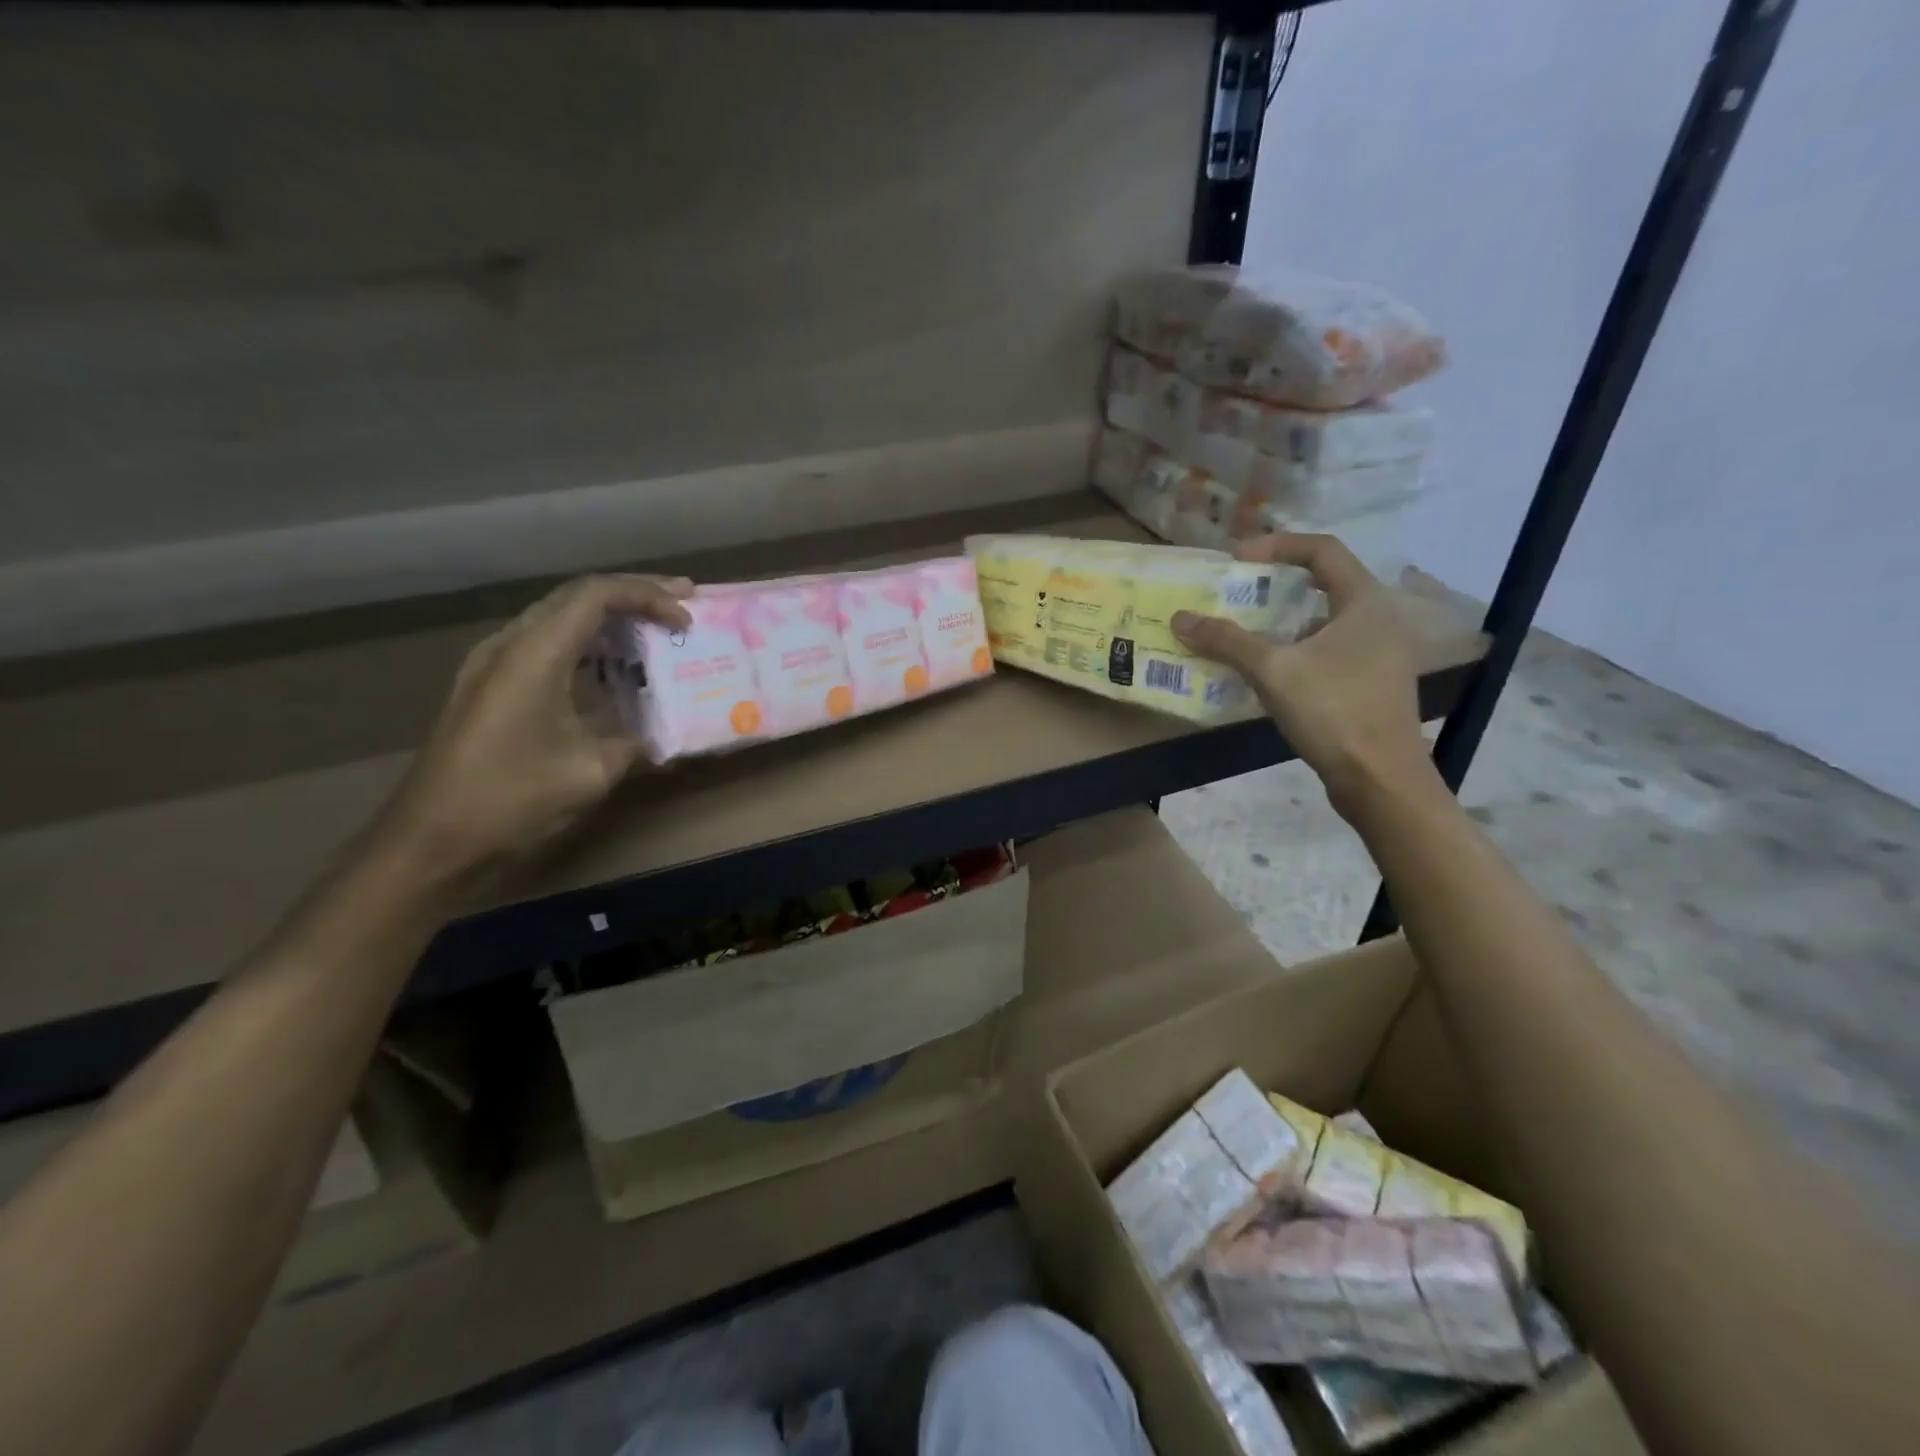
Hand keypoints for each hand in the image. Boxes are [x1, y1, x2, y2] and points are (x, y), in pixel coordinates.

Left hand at [379, 574, 692, 894]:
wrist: (431, 842)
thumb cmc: (512, 800)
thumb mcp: (592, 772)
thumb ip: (637, 741)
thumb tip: (667, 733)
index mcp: (534, 654)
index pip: (597, 595)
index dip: (649, 596)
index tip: (688, 618)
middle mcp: (510, 644)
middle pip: (577, 596)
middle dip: (635, 595)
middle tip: (683, 604)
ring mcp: (493, 664)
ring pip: (560, 617)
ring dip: (610, 618)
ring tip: (655, 628)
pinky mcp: (490, 687)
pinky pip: (547, 644)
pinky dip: (588, 644)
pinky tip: (612, 667)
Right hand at [1172, 533, 1436, 820]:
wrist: (1380, 780)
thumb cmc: (1334, 712)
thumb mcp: (1274, 671)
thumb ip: (1227, 641)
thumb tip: (1180, 618)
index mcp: (1364, 602)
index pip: (1322, 550)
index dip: (1277, 546)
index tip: (1237, 561)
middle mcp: (1377, 619)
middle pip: (1323, 583)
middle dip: (1275, 584)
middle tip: (1235, 593)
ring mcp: (1377, 653)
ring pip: (1323, 620)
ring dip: (1281, 620)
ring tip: (1241, 631)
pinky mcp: (1369, 683)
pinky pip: (1327, 650)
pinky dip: (1294, 650)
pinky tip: (1264, 670)